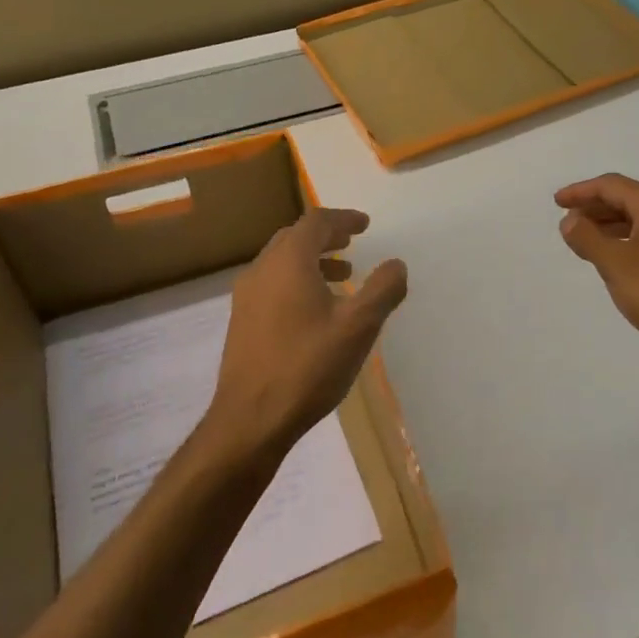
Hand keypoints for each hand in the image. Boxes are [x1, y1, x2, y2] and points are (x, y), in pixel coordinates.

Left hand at [209, 208, 408, 456]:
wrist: (251, 418)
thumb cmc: (308, 366)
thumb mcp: (358, 326)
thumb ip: (382, 290)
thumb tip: (396, 264)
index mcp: (288, 262)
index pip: (315, 222)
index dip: (343, 219)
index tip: (365, 225)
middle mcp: (262, 270)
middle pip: (294, 238)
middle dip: (326, 236)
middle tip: (352, 242)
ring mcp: (246, 297)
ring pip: (281, 263)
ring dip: (312, 260)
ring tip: (342, 276)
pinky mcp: (242, 322)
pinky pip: (272, 284)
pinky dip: (297, 281)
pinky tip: (316, 310)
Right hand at [556, 174, 638, 377]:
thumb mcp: (614, 263)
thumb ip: (587, 238)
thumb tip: (569, 220)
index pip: (613, 186)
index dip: (580, 191)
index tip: (556, 202)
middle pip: (628, 199)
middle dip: (594, 207)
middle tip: (567, 221)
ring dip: (609, 225)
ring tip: (583, 240)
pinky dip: (625, 240)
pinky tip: (613, 259)